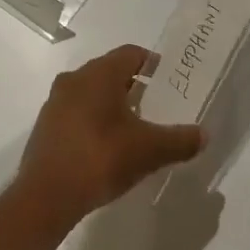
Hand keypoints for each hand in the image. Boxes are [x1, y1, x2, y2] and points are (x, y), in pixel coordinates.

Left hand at [17, 45, 205, 226]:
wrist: (46, 195)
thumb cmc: (101, 158)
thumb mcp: (150, 150)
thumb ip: (180, 140)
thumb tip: (203, 135)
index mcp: (99, 74)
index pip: (131, 54)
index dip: (153, 63)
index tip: (170, 80)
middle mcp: (74, 79)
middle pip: (110, 72)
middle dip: (135, 86)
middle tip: (158, 105)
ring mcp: (55, 103)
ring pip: (92, 93)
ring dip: (113, 104)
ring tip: (136, 128)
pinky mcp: (46, 127)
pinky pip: (77, 113)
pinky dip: (95, 121)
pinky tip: (109, 147)